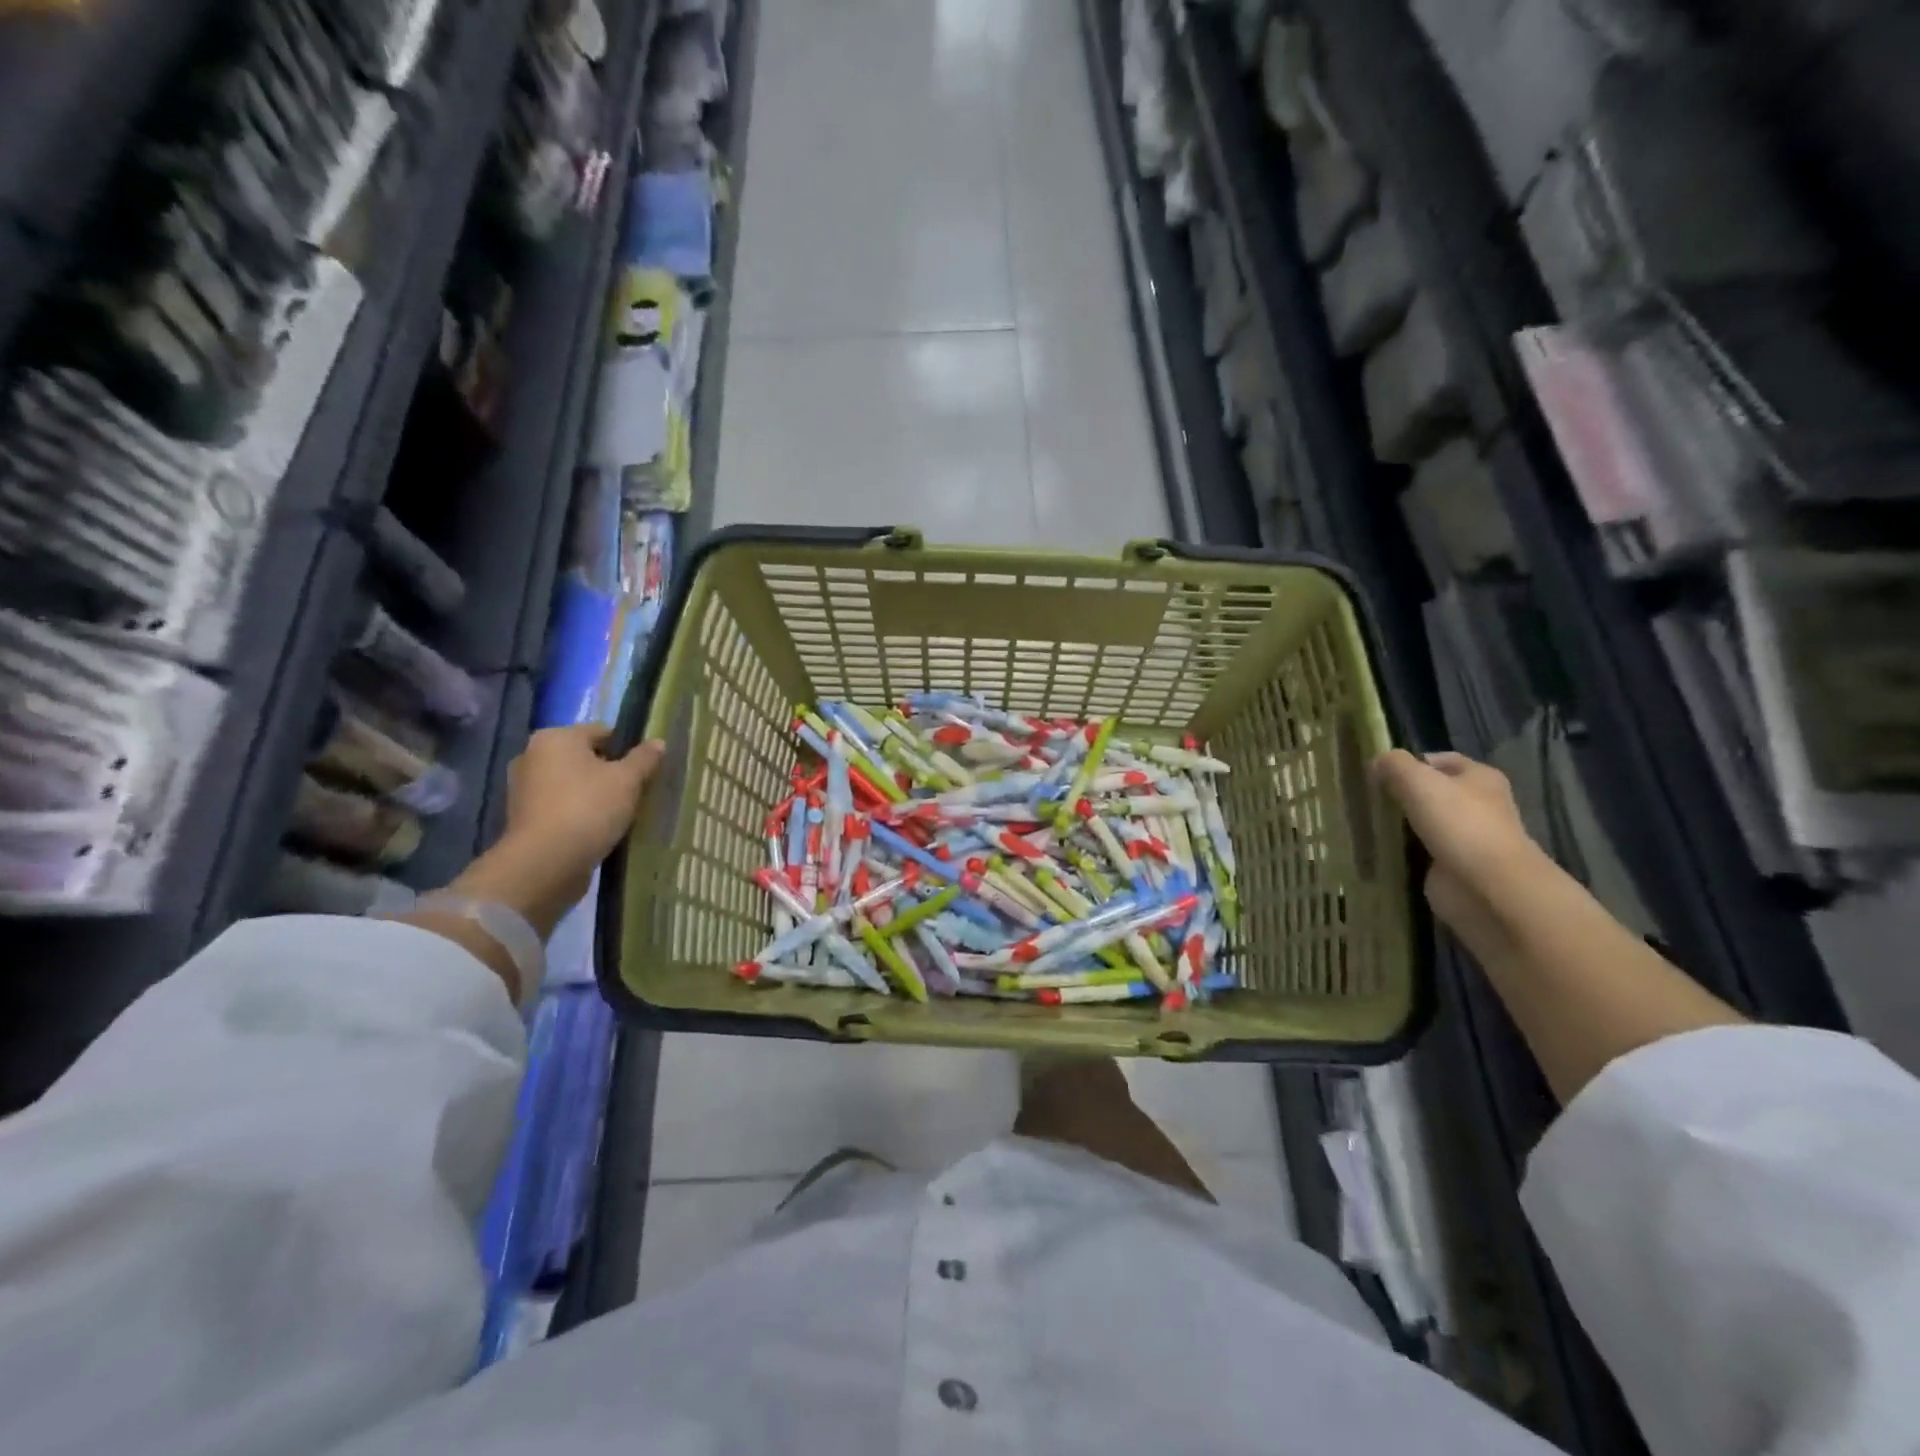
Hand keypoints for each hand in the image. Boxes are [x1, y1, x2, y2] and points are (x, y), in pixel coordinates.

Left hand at [502, 726, 664, 887]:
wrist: (545, 862)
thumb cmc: (589, 808)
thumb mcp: (627, 780)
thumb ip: (644, 758)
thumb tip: (658, 742)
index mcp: (556, 737)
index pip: (602, 732)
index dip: (627, 749)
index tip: (643, 771)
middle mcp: (532, 755)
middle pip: (584, 757)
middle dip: (609, 772)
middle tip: (633, 792)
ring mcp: (523, 787)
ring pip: (571, 783)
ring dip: (593, 793)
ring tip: (617, 813)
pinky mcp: (522, 817)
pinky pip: (560, 805)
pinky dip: (577, 812)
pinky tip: (596, 828)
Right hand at [1371, 750, 1543, 936]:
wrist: (1488, 888)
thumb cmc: (1459, 824)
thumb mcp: (1419, 781)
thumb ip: (1394, 765)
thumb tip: (1376, 763)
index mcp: (1480, 778)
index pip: (1440, 760)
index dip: (1409, 762)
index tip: (1376, 772)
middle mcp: (1478, 805)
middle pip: (1431, 792)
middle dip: (1401, 794)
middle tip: (1366, 797)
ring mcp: (1465, 838)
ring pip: (1423, 822)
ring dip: (1398, 824)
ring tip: (1365, 821)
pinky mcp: (1453, 867)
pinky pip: (1420, 852)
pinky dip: (1401, 851)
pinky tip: (1377, 848)